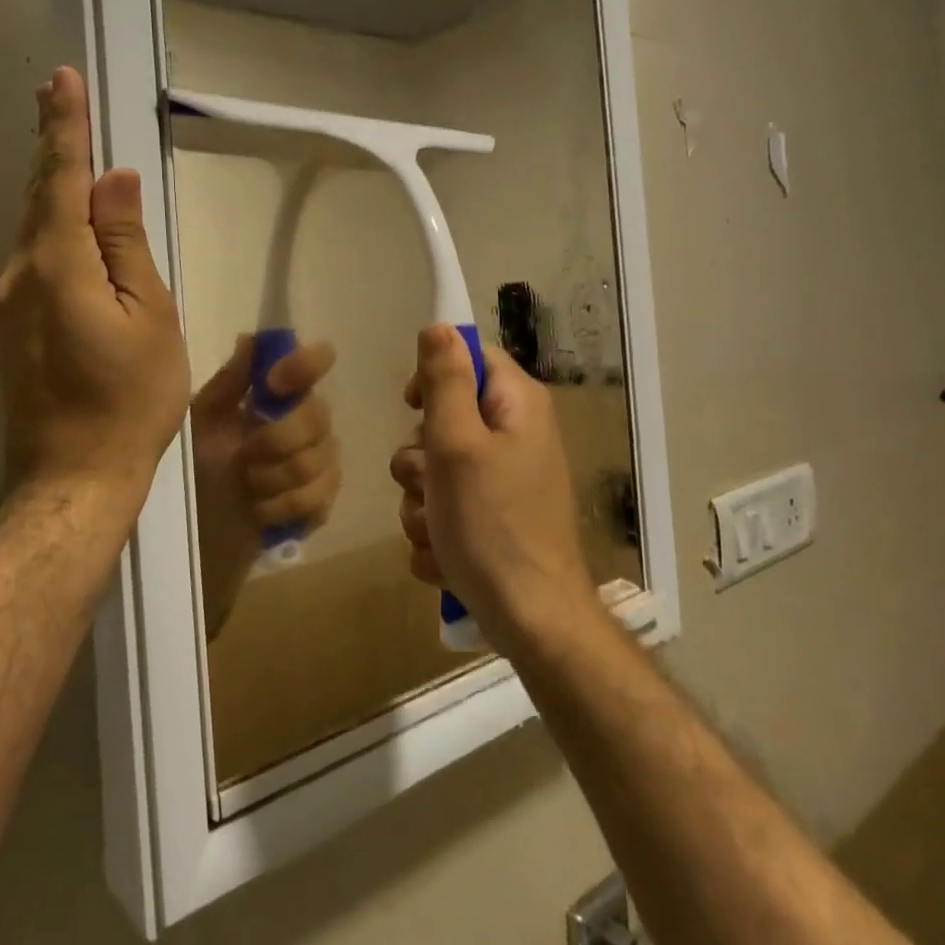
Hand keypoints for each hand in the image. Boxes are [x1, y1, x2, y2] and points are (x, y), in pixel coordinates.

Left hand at [0, 68, 189, 508]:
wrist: (75, 475)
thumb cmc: (130, 398)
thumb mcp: (150, 316)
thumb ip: (127, 244)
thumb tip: (114, 183)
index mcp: (58, 265)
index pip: (61, 178)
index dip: (64, 128)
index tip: (61, 81)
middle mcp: (19, 274)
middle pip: (39, 197)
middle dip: (52, 146)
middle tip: (59, 96)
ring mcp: (7, 303)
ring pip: (35, 230)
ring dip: (53, 188)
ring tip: (71, 152)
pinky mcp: (9, 327)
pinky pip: (34, 260)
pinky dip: (52, 229)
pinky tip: (70, 226)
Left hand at [192, 336, 339, 636]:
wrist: (198, 529)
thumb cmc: (198, 466)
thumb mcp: (202, 421)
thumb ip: (230, 383)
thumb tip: (251, 338)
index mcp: (280, 395)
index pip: (315, 362)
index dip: (304, 365)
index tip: (273, 384)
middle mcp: (308, 421)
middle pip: (318, 415)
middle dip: (276, 439)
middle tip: (244, 456)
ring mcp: (321, 462)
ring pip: (318, 459)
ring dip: (273, 477)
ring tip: (247, 485)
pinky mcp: (322, 501)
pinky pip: (318, 496)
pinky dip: (282, 505)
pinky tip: (260, 510)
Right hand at [391, 324, 594, 654]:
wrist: (531, 619)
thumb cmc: (492, 523)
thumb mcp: (458, 444)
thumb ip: (445, 381)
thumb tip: (438, 325)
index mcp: (516, 405)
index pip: (468, 357)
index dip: (434, 377)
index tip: (414, 409)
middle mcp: (515, 435)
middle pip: (444, 418)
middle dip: (421, 458)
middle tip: (430, 484)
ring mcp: (504, 480)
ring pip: (435, 471)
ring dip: (422, 503)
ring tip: (439, 531)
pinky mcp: (493, 518)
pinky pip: (445, 509)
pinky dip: (438, 532)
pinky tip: (447, 557)